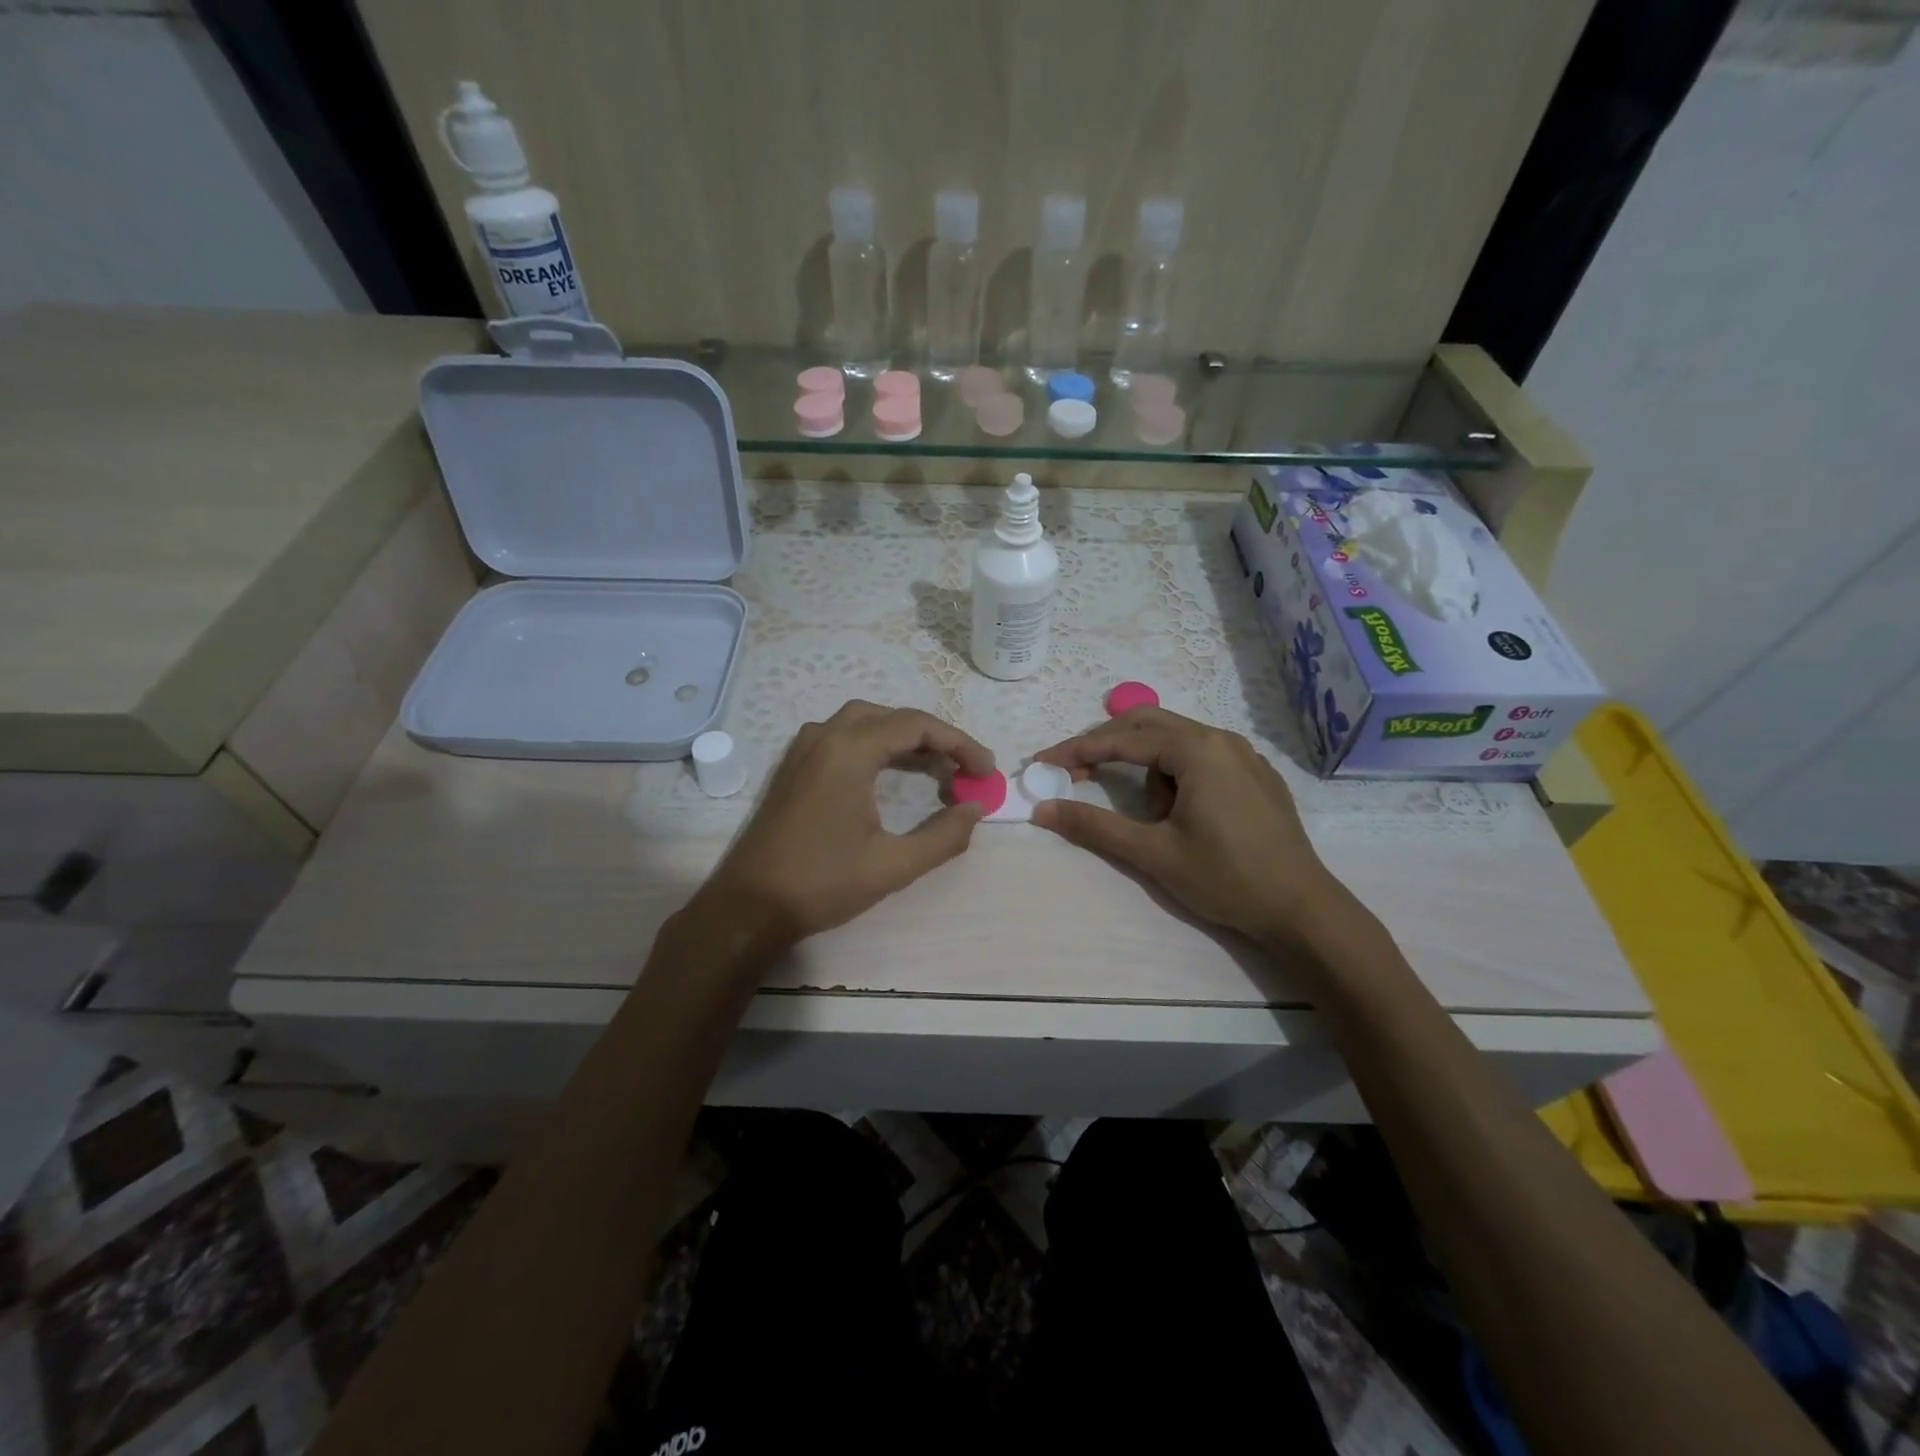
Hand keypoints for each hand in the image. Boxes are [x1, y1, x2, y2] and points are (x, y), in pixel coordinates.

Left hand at [687, 700, 993, 954]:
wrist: (748, 907)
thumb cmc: (821, 885)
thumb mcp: (893, 866)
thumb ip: (944, 836)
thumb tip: (975, 809)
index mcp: (847, 751)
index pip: (917, 726)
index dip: (959, 744)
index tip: (985, 772)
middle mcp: (824, 736)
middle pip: (893, 718)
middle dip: (935, 740)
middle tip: (964, 772)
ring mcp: (804, 749)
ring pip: (867, 723)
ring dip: (906, 740)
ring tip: (938, 772)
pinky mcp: (795, 767)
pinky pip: (845, 738)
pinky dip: (878, 747)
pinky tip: (894, 775)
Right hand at [1031, 707, 1346, 947]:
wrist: (1301, 909)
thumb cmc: (1225, 877)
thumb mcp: (1153, 853)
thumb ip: (1095, 826)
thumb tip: (1042, 809)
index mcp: (1197, 750)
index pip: (1122, 740)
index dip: (1077, 750)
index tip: (1042, 763)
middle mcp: (1221, 739)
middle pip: (1147, 725)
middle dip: (1106, 746)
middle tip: (1075, 773)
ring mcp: (1243, 754)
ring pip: (1174, 741)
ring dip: (1147, 767)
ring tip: (1154, 817)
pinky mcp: (1255, 774)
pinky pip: (1201, 756)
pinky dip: (1175, 772)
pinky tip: (1182, 811)